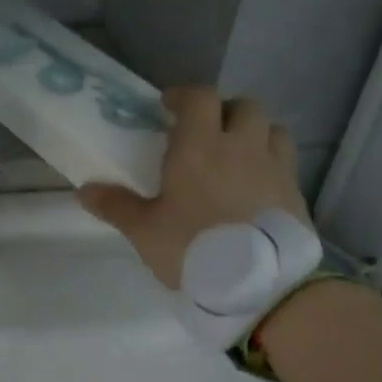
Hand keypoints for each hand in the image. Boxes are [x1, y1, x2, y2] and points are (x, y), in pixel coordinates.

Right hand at [79, 86, 309, 290]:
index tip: (168, 107)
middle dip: (223, 111)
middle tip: (205, 132)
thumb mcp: (144, 231)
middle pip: (243, 106)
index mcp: (200, 147)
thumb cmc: (194, 248)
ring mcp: (275, 168)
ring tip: (235, 154)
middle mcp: (241, 147)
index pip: (200, 97)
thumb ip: (115, 206)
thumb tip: (85, 190)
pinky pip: (285, 161)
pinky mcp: (296, 193)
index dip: (184, 96)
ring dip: (253, 133)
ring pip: (271, 129)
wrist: (263, 286)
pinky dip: (270, 162)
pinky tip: (254, 186)